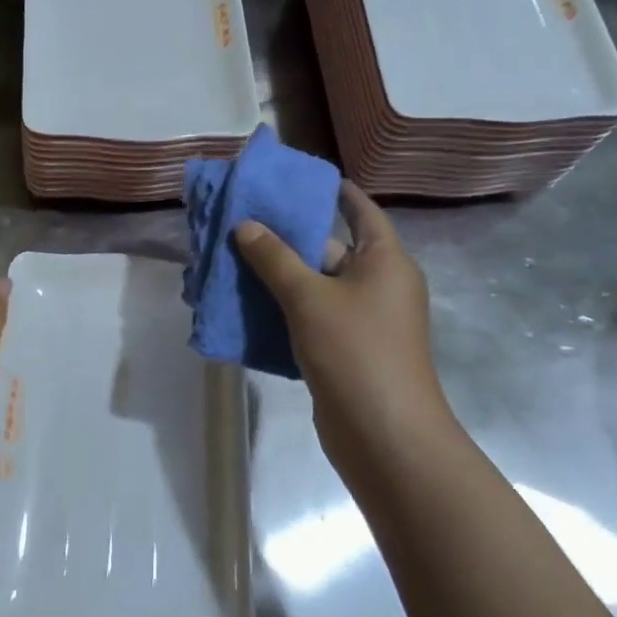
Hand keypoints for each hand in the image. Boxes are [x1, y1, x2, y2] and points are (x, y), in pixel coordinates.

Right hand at [235, 183, 448, 471]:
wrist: (384, 437)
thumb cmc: (355, 351)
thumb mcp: (309, 297)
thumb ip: (274, 258)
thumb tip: (245, 225)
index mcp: (384, 261)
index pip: (361, 211)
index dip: (335, 192)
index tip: (299, 178)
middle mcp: (377, 285)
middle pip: (329, 248)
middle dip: (286, 237)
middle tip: (242, 220)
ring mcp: (362, 320)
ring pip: (314, 285)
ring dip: (276, 275)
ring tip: (231, 258)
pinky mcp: (344, 350)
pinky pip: (309, 316)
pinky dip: (280, 308)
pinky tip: (243, 304)